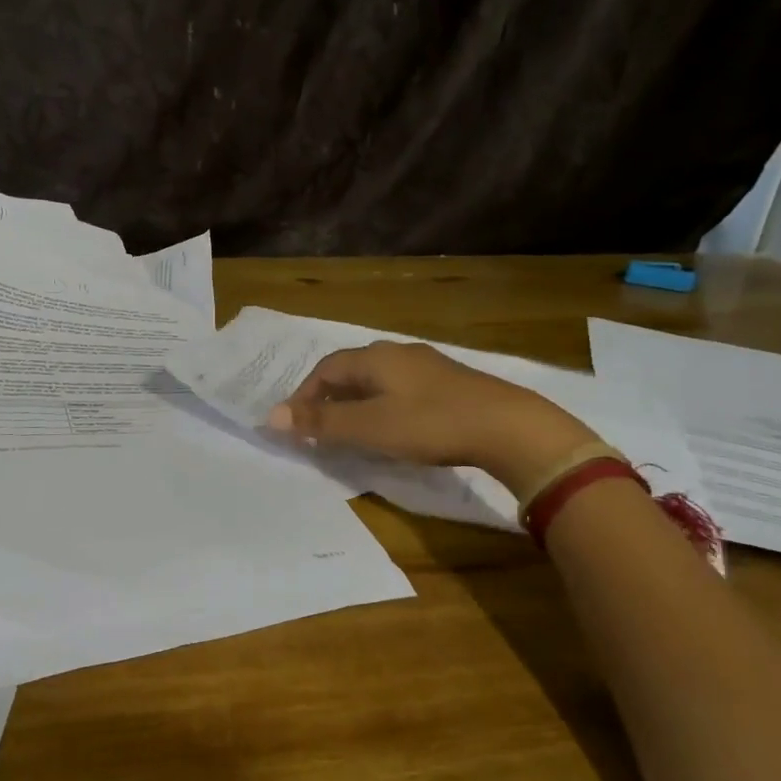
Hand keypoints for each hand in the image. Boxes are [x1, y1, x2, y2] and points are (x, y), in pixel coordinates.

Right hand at [266, 341, 597, 494]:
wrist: (509, 426)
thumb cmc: (430, 424)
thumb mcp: (370, 427)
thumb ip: (322, 421)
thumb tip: (271, 417)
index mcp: (374, 358)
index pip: (325, 369)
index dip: (304, 394)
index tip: (294, 422)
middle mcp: (397, 352)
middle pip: (350, 370)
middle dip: (328, 396)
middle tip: (317, 426)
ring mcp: (427, 365)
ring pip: (377, 379)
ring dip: (356, 401)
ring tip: (350, 428)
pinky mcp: (450, 382)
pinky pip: (401, 388)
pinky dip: (383, 404)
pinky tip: (394, 425)